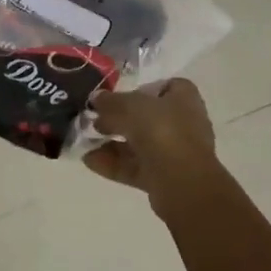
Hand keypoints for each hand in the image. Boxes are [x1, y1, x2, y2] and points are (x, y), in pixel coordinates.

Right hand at [84, 78, 218, 201]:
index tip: (120, 94)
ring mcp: (174, 153)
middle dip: (119, 118)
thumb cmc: (162, 131)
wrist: (182, 183)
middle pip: (147, 117)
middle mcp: (183, 124)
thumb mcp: (130, 106)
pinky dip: (113, 163)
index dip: (143, 89)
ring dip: (112, 142)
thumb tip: (96, 98)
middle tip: (95, 119)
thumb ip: (111, 101)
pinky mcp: (163, 178)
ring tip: (86, 140)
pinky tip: (89, 160)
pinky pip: (135, 166)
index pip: (167, 87)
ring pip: (139, 144)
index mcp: (184, 100)